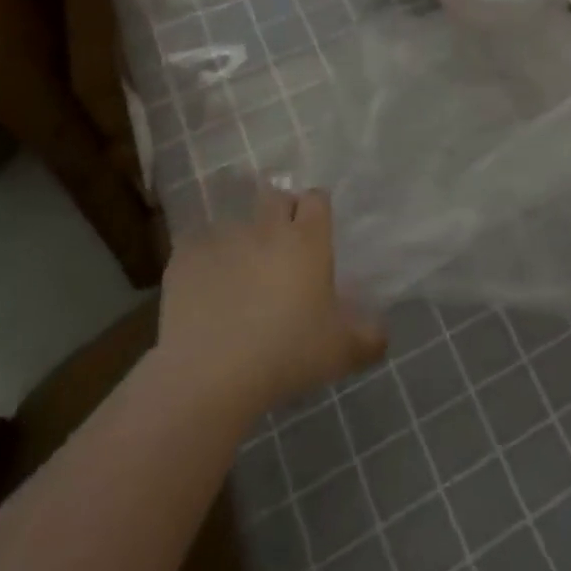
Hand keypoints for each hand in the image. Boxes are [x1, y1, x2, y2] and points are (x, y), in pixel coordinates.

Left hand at [157, 186, 386, 418]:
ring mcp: (224, 236)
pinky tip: (205, 289)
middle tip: (280, 250)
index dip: (316, 211)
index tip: (315, 233)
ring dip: (242, 239)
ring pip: (237, 222)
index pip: (317, 199)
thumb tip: (384, 333)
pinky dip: (204, 260)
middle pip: (276, 197)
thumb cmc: (286, 354)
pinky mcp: (187, 255)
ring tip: (239, 273)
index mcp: (307, 239)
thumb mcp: (340, 352)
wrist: (210, 373)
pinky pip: (199, 245)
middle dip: (280, 213)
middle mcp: (267, 227)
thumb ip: (369, 338)